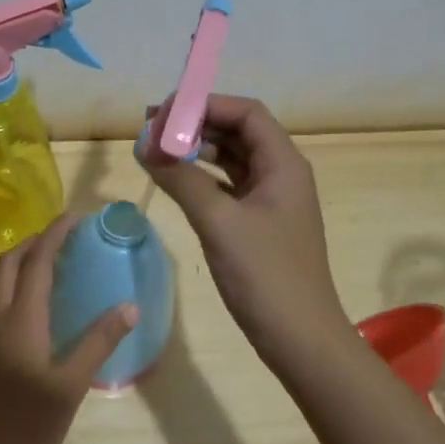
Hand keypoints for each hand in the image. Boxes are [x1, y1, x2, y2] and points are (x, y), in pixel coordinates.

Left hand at [0, 212, 137, 443]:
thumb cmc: (27, 427)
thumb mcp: (70, 386)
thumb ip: (98, 343)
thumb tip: (129, 306)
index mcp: (20, 320)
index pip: (37, 261)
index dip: (55, 234)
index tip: (76, 216)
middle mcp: (1, 318)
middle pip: (11, 261)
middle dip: (36, 239)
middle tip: (68, 235)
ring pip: (4, 280)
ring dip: (27, 260)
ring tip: (61, 260)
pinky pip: (5, 299)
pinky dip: (23, 283)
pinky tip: (48, 301)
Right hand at [142, 94, 349, 361]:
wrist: (300, 339)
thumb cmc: (265, 275)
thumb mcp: (218, 221)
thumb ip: (181, 179)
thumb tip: (145, 146)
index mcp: (283, 163)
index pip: (245, 112)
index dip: (205, 104)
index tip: (164, 113)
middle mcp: (281, 173)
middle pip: (238, 131)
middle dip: (195, 126)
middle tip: (151, 131)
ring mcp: (271, 200)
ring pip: (232, 159)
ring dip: (197, 151)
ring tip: (156, 152)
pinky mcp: (260, 223)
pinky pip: (228, 186)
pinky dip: (202, 178)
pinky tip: (174, 182)